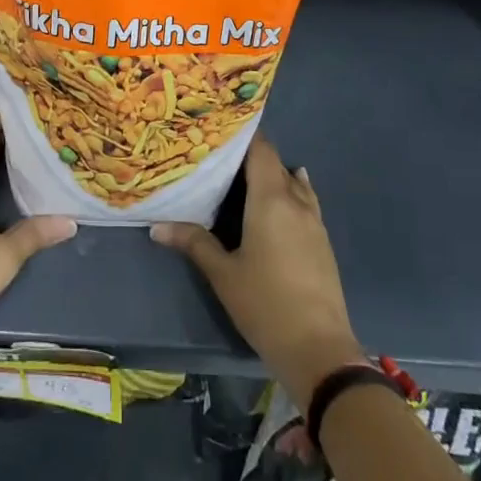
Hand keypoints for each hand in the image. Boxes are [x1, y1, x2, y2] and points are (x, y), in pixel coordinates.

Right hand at [151, 136, 362, 407]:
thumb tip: (157, 226)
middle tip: (220, 156)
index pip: (260, 150)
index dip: (242, 136)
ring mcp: (314, 221)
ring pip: (293, 182)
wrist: (319, 349)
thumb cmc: (265, 304)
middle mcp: (296, 201)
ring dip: (272, 175)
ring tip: (245, 175)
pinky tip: (280, 200)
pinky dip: (290, 192)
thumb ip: (194, 243)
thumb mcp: (223, 274)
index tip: (219, 130)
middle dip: (251, 156)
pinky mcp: (323, 241)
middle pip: (275, 164)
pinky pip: (305, 201)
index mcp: (271, 199)